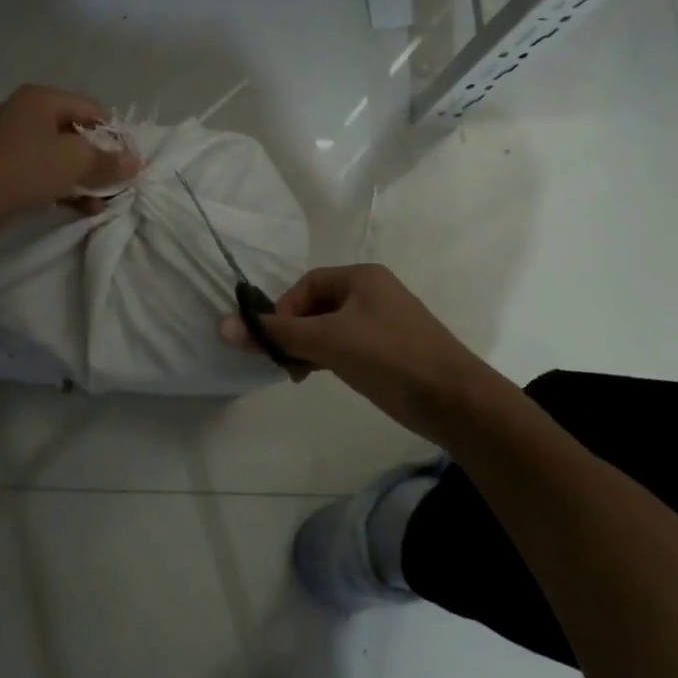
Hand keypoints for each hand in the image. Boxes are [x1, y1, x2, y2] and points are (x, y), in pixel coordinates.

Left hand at [0, 84, 139, 227]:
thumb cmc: (26, 166)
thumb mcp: (75, 161)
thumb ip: (108, 161)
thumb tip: (136, 162)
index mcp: (42, 98)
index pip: (92, 109)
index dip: (115, 135)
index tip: (128, 162)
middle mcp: (26, 112)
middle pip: (75, 133)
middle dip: (98, 161)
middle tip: (117, 184)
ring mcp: (11, 140)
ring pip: (58, 156)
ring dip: (82, 179)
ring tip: (101, 203)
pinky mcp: (2, 167)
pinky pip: (41, 173)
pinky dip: (61, 187)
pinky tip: (80, 209)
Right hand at [219, 264, 493, 443]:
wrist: (456, 401)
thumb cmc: (389, 357)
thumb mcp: (326, 342)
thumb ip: (275, 333)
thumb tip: (222, 325)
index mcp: (362, 277)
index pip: (306, 284)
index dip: (283, 310)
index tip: (275, 342)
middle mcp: (374, 292)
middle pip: (317, 305)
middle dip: (295, 332)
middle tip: (284, 363)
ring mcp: (386, 321)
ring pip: (331, 328)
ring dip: (310, 347)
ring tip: (301, 374)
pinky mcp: (393, 349)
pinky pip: (349, 344)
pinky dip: (331, 357)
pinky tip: (326, 377)